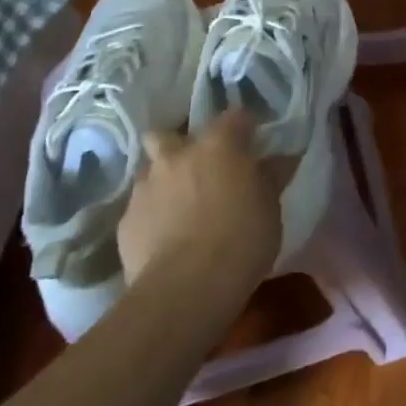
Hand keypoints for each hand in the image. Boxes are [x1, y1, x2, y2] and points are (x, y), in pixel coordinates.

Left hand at [119, 111, 287, 296]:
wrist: (186, 288)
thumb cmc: (241, 240)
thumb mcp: (270, 208)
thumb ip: (269, 178)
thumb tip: (279, 160)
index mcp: (219, 145)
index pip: (235, 117)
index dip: (244, 128)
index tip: (253, 143)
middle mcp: (177, 155)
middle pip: (169, 134)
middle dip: (181, 146)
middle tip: (200, 169)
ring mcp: (146, 186)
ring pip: (151, 170)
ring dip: (164, 181)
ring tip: (180, 206)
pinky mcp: (125, 220)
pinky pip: (140, 207)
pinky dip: (152, 215)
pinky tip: (164, 237)